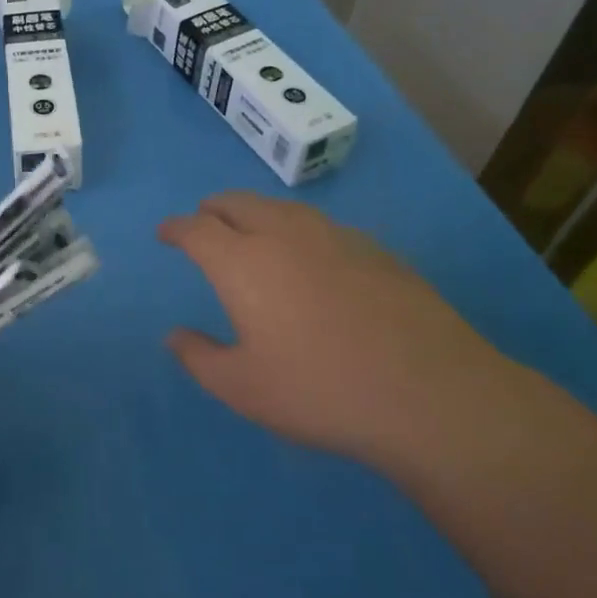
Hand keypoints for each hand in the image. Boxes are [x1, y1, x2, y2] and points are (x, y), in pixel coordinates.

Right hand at [159, 192, 529, 465]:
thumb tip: (175, 335)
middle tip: (203, 222)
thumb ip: (199, 357)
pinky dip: (296, 230)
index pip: (196, 228)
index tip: (165, 233)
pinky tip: (309, 257)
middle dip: (212, 209)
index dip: (175, 228)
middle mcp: (284, 235)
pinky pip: (320, 226)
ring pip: (281, 208)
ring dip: (255, 213)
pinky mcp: (376, 250)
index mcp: (242, 262)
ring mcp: (335, 237)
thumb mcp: (242, 388)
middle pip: (237, 203)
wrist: (431, 394)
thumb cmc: (320, 391)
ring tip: (251, 232)